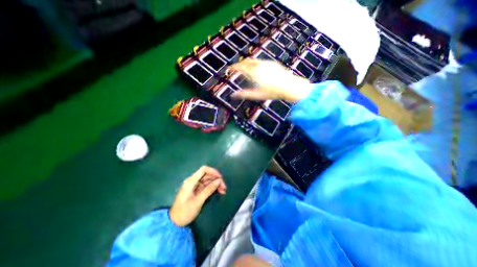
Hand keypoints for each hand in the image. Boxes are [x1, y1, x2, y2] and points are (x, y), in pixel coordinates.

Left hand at [168, 166, 225, 225]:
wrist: (174, 223)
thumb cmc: (185, 212)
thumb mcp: (198, 201)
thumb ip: (209, 190)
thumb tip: (219, 181)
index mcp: (191, 181)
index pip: (204, 169)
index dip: (213, 171)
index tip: (220, 178)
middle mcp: (193, 181)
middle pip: (207, 175)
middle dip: (216, 179)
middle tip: (224, 187)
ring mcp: (195, 186)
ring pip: (208, 180)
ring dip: (216, 184)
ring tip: (223, 190)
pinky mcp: (196, 190)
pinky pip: (206, 186)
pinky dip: (213, 188)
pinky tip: (218, 191)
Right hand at [230, 59, 313, 101]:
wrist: (289, 86)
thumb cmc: (272, 92)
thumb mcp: (257, 95)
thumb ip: (245, 94)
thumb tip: (233, 95)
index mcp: (254, 73)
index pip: (240, 67)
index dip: (233, 67)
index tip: (229, 69)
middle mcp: (259, 65)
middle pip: (246, 61)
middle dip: (239, 64)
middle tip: (236, 69)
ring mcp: (266, 63)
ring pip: (253, 60)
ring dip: (247, 64)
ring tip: (246, 70)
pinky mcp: (272, 63)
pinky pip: (260, 62)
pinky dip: (255, 64)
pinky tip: (257, 70)